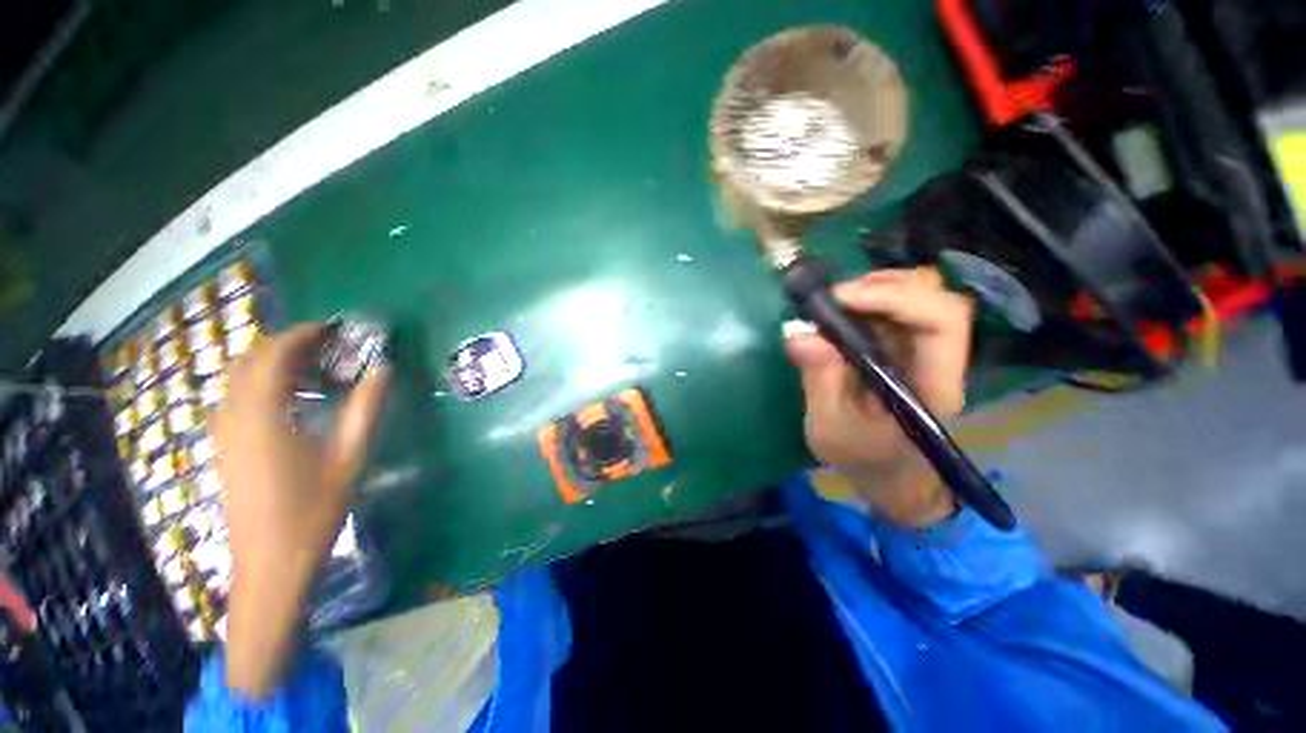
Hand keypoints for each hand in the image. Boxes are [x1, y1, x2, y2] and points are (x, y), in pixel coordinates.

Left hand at [210, 324, 389, 697]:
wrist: (271, 563)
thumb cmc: (313, 510)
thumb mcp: (349, 457)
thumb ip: (366, 407)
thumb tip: (382, 368)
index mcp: (261, 417)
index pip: (272, 355)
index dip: (302, 334)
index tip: (334, 328)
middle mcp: (232, 417)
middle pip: (250, 360)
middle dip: (288, 344)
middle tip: (330, 346)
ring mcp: (223, 432)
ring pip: (240, 377)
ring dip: (275, 362)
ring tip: (317, 368)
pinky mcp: (224, 445)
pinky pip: (238, 396)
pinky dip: (265, 382)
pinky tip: (296, 398)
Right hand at [784, 268, 972, 526]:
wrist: (888, 474)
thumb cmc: (864, 459)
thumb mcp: (830, 428)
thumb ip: (819, 381)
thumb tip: (798, 333)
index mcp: (934, 384)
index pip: (942, 321)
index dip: (896, 298)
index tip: (840, 299)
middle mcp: (938, 358)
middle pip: (935, 297)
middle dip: (882, 287)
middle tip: (833, 299)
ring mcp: (923, 350)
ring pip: (917, 296)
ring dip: (874, 290)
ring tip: (833, 304)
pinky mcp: (905, 348)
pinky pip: (894, 309)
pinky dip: (866, 301)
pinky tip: (839, 314)